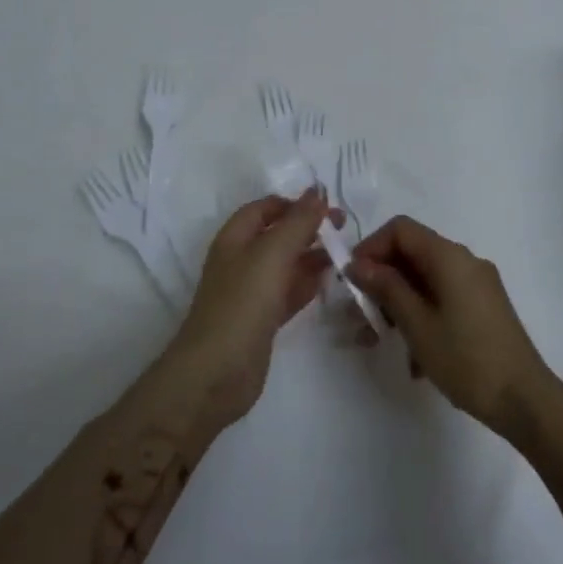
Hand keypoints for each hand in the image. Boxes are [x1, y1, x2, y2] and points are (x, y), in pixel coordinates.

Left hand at [171, 188, 338, 426]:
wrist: (216, 372)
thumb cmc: (242, 303)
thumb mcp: (272, 253)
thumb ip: (298, 222)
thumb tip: (318, 191)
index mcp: (235, 239)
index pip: (264, 208)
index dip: (293, 203)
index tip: (326, 205)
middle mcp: (241, 261)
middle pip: (277, 235)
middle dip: (308, 228)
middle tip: (344, 228)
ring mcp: (251, 293)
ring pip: (285, 265)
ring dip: (312, 256)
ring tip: (345, 253)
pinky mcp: (261, 321)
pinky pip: (288, 293)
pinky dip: (308, 284)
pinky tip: (330, 281)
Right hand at [347, 216, 558, 442]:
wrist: (525, 400)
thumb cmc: (466, 358)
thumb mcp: (417, 324)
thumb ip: (386, 288)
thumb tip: (358, 263)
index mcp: (449, 256)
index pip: (400, 229)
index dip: (371, 248)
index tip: (352, 280)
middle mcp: (464, 261)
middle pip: (412, 254)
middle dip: (381, 281)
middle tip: (359, 316)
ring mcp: (476, 284)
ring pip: (425, 280)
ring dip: (398, 304)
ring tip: (379, 341)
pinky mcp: (483, 307)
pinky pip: (442, 299)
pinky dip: (421, 317)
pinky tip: (414, 360)